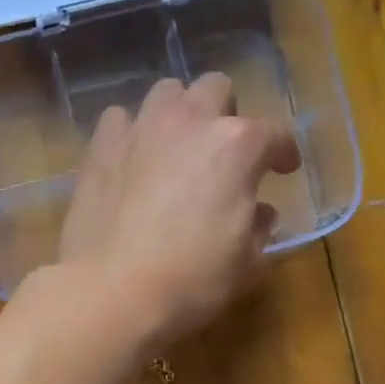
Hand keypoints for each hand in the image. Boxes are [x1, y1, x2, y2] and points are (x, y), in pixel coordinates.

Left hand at [59, 74, 300, 345]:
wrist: (112, 293)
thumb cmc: (190, 283)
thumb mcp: (245, 264)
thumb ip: (259, 230)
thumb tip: (260, 214)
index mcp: (237, 146)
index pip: (274, 134)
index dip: (283, 152)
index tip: (283, 170)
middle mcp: (190, 122)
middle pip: (216, 90)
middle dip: (225, 114)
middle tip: (222, 153)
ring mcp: (141, 129)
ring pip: (166, 93)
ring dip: (178, 114)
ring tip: (176, 149)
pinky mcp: (100, 148)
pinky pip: (120, 120)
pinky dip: (132, 133)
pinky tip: (132, 160)